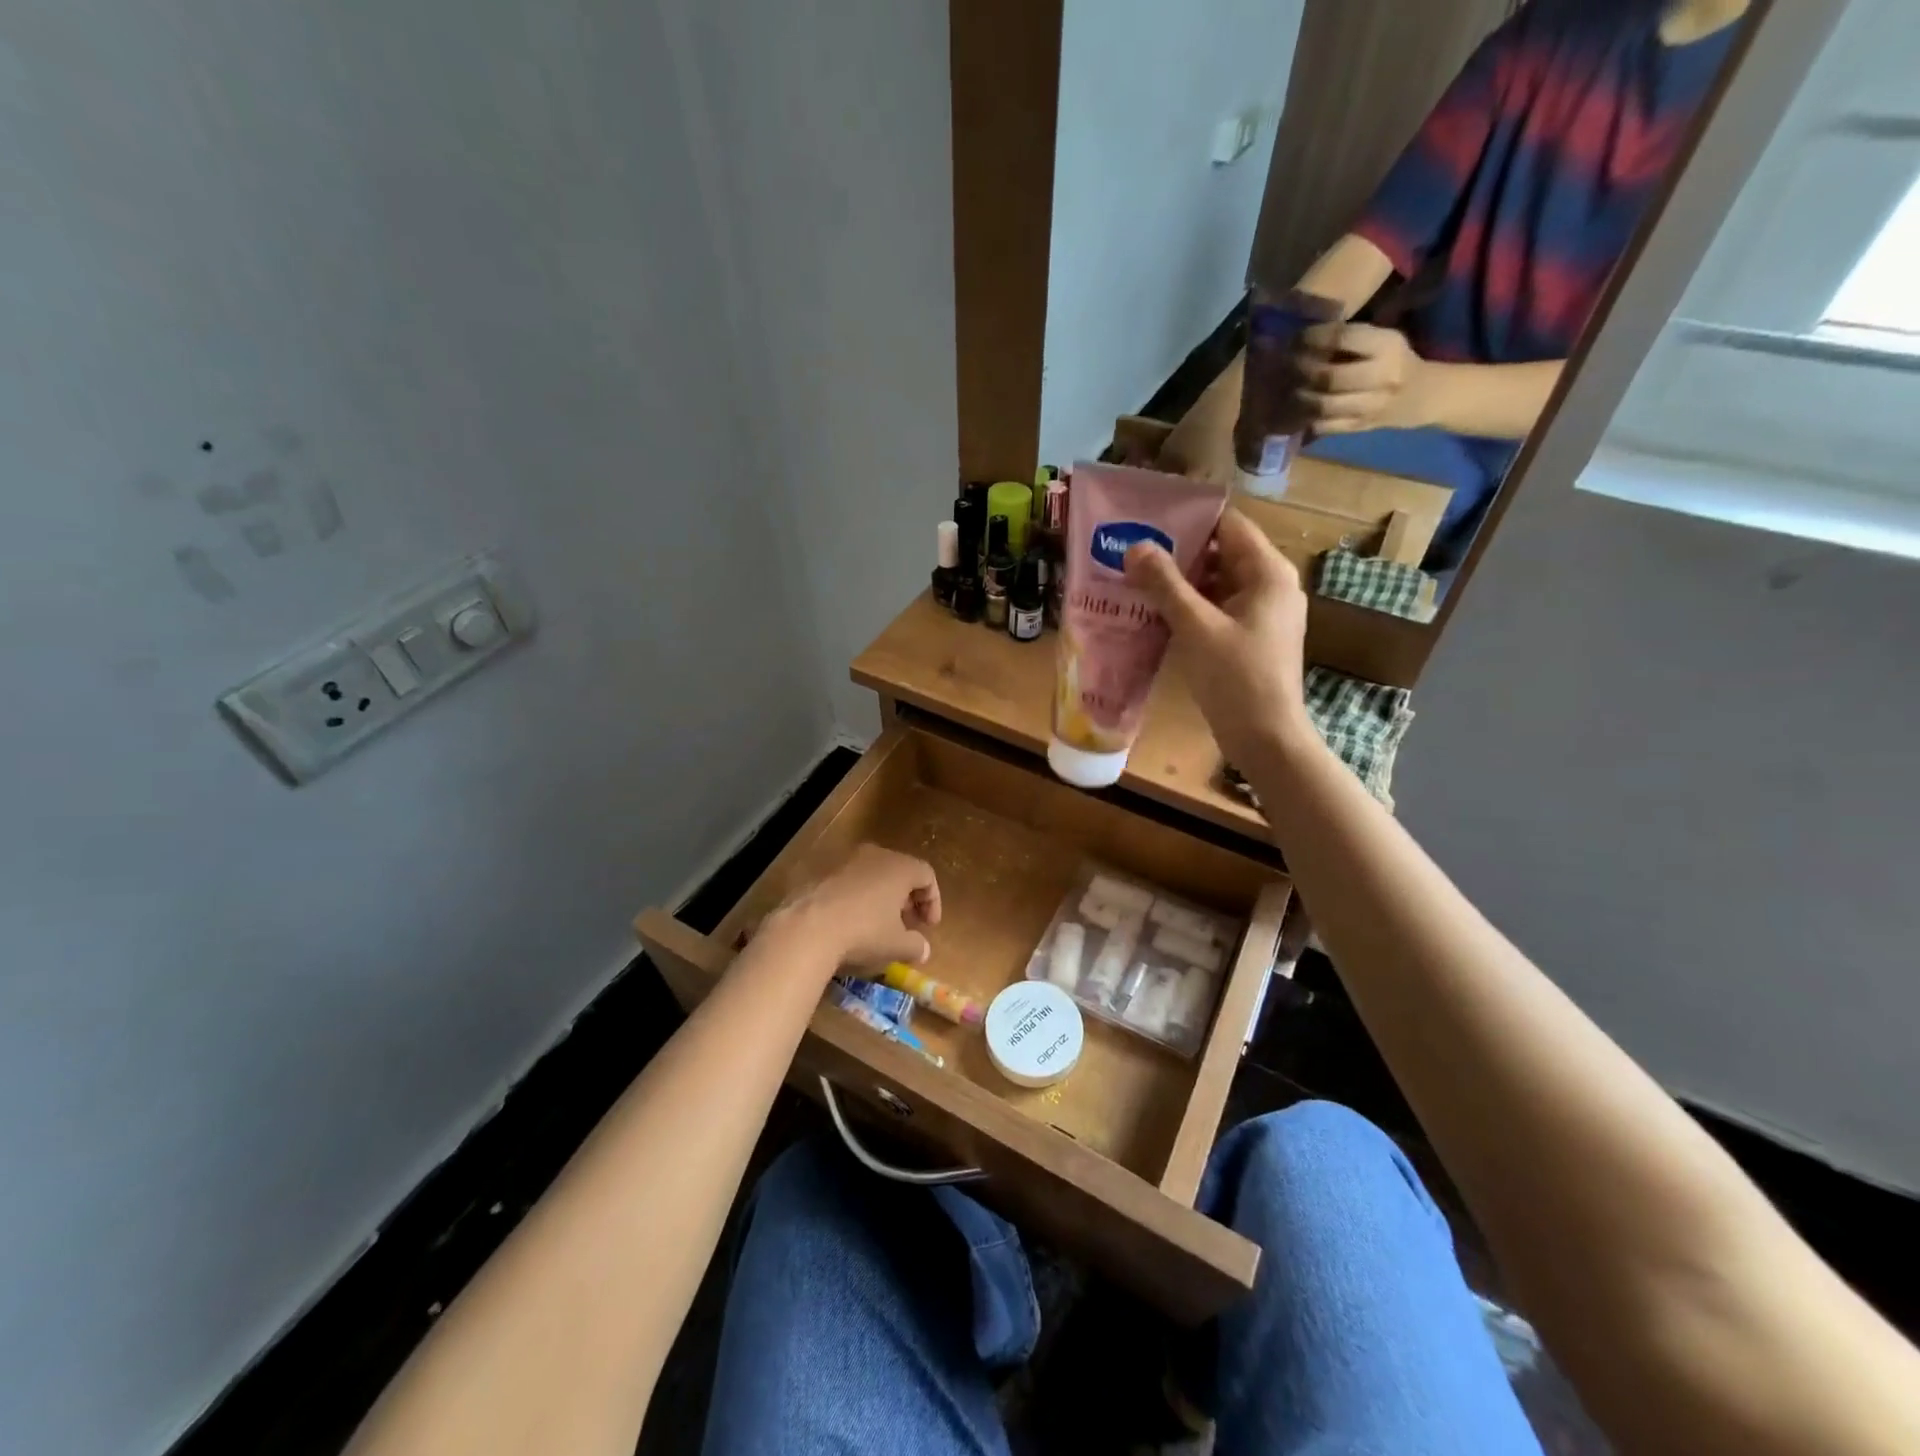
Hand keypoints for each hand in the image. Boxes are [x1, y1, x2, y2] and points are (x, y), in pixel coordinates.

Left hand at [766, 844, 941, 970]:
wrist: (808, 928)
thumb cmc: (864, 932)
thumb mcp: (897, 945)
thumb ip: (916, 945)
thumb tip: (923, 950)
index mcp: (900, 867)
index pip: (927, 876)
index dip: (933, 901)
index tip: (929, 927)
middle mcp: (875, 856)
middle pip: (900, 872)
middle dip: (908, 899)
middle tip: (908, 924)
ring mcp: (847, 861)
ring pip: (874, 875)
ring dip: (882, 898)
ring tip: (881, 925)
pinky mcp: (823, 873)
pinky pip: (851, 882)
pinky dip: (859, 898)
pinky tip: (853, 923)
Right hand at [1124, 510, 1315, 769]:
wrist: (1265, 737)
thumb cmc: (1236, 678)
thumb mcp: (1195, 627)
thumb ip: (1165, 584)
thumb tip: (1135, 546)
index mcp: (1268, 572)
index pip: (1228, 525)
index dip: (1189, 519)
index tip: (1147, 520)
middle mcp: (1271, 585)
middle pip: (1221, 553)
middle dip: (1178, 552)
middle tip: (1132, 550)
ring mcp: (1263, 614)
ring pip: (1218, 583)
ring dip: (1181, 582)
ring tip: (1135, 578)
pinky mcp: (1252, 637)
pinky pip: (1219, 608)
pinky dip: (1191, 607)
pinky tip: (1156, 612)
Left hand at [1294, 323, 1434, 434]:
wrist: (1422, 395)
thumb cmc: (1394, 361)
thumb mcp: (1382, 340)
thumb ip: (1349, 339)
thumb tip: (1301, 338)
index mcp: (1387, 346)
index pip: (1343, 338)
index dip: (1313, 338)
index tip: (1295, 339)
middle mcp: (1381, 377)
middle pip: (1328, 376)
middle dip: (1300, 370)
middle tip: (1284, 366)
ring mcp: (1370, 406)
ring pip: (1322, 405)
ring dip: (1298, 396)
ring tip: (1287, 387)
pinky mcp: (1359, 427)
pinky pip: (1323, 425)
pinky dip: (1304, 418)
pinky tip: (1295, 408)